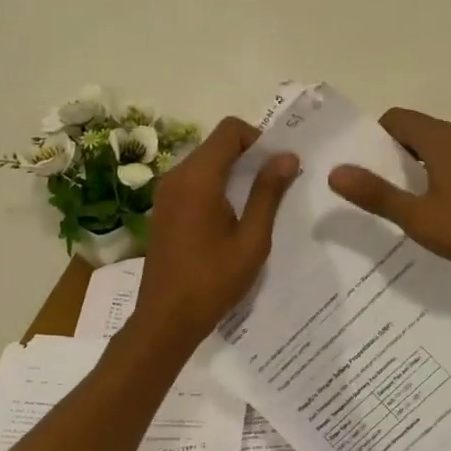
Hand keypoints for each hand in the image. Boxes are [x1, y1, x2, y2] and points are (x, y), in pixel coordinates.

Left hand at [131, 116, 300, 344]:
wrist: (166, 320)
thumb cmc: (213, 281)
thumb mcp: (252, 239)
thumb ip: (268, 193)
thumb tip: (287, 156)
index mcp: (198, 178)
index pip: (230, 130)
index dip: (258, 138)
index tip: (277, 166)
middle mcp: (176, 176)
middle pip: (217, 143)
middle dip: (249, 155)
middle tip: (275, 185)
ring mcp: (166, 192)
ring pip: (206, 161)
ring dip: (233, 171)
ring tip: (257, 203)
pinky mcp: (163, 208)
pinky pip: (194, 181)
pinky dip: (216, 185)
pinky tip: (232, 217)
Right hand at [328, 108, 450, 275]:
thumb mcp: (417, 217)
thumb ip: (377, 194)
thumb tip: (335, 172)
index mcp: (440, 139)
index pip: (397, 118)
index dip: (374, 136)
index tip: (362, 165)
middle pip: (416, 131)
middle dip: (393, 152)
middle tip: (375, 185)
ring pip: (437, 148)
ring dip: (416, 165)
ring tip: (400, 198)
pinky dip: (437, 175)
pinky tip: (434, 206)